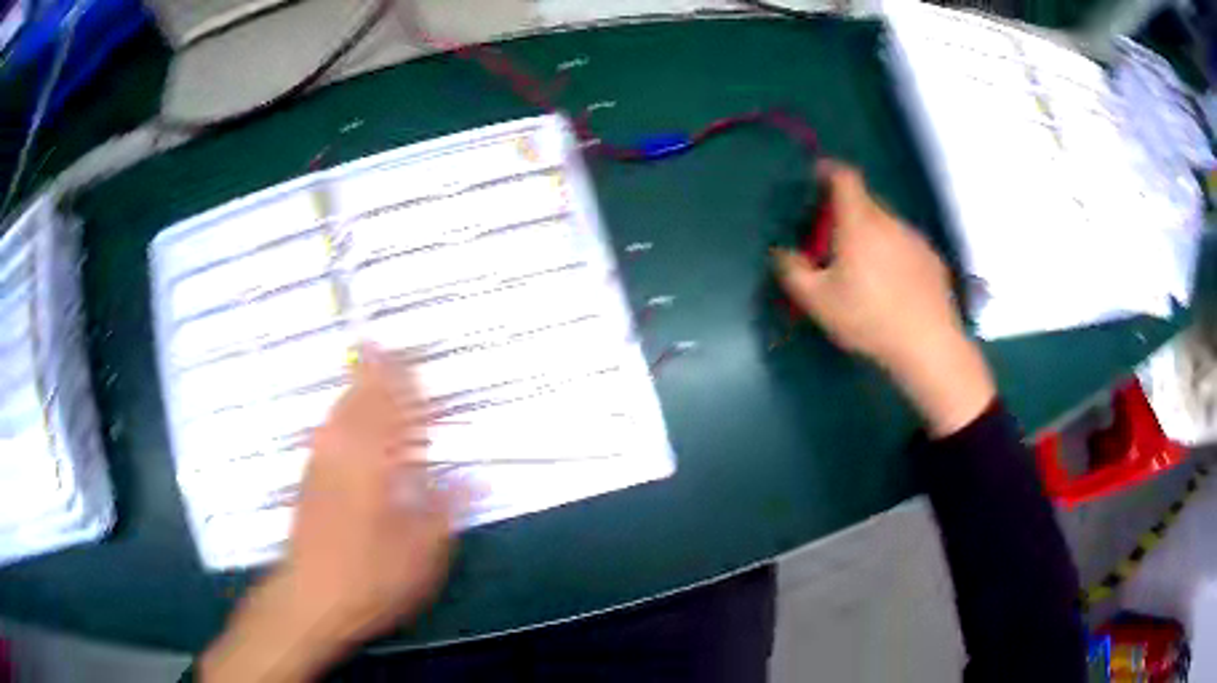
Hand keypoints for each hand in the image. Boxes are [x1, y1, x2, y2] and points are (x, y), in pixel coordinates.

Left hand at [201, 346, 461, 682]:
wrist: (312, 596)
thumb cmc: (372, 578)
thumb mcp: (422, 554)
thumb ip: (444, 510)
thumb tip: (474, 477)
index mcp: (377, 469)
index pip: (395, 416)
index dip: (404, 387)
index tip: (409, 358)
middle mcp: (346, 457)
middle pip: (362, 404)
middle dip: (374, 373)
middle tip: (381, 344)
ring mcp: (322, 466)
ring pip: (339, 414)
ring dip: (353, 388)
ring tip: (362, 367)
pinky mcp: (308, 481)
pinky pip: (325, 432)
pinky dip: (338, 414)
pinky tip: (339, 415)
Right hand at [774, 160, 994, 436]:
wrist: (927, 345)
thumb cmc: (868, 318)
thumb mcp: (818, 302)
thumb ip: (793, 271)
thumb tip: (782, 252)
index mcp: (859, 222)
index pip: (844, 177)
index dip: (828, 171)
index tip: (817, 178)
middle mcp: (889, 221)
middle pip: (865, 202)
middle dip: (846, 212)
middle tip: (833, 242)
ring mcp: (915, 239)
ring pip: (886, 225)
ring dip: (871, 236)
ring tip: (865, 272)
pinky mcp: (932, 259)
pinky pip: (905, 245)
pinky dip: (894, 254)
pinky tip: (893, 288)